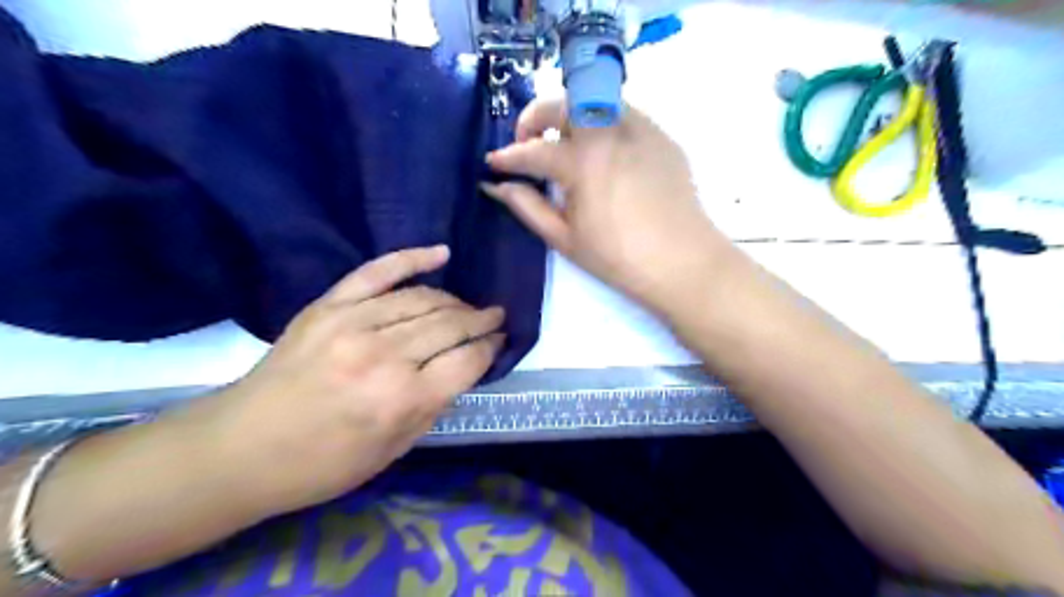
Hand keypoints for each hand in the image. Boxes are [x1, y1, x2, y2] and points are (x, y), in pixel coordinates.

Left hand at [211, 248, 506, 516]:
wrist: (240, 449)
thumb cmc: (323, 464)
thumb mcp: (393, 451)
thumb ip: (434, 406)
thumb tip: (463, 369)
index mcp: (403, 399)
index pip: (468, 360)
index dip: (491, 347)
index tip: (501, 340)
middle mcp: (385, 356)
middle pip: (451, 324)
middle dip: (481, 320)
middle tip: (495, 317)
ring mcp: (354, 323)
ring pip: (423, 298)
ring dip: (454, 300)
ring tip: (468, 306)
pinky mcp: (328, 306)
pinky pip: (377, 272)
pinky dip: (412, 258)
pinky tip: (440, 253)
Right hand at [483, 95, 731, 316]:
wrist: (683, 262)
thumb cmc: (618, 258)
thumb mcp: (565, 238)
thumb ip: (528, 206)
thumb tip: (497, 186)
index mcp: (583, 162)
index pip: (533, 150)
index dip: (508, 156)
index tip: (494, 163)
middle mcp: (610, 132)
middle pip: (563, 102)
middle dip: (535, 116)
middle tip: (528, 141)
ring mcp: (641, 129)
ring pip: (595, 101)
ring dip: (570, 116)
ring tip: (565, 146)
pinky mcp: (662, 136)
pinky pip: (624, 115)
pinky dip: (602, 124)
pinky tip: (603, 154)